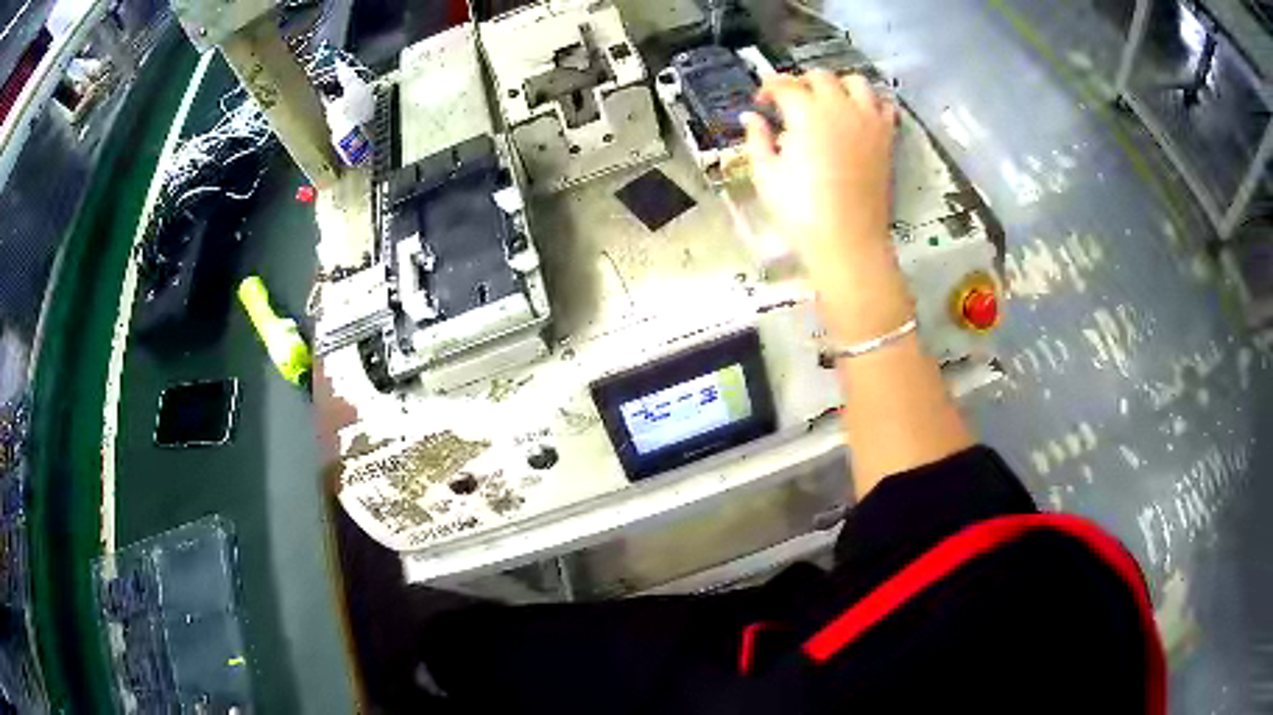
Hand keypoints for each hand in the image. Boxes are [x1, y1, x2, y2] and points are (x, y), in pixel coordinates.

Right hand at [743, 71, 913, 343]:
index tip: (761, 101)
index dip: (768, 88)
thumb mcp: (766, 175)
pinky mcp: (886, 138)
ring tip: (827, 102)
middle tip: (790, 102)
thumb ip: (757, 139)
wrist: (848, 242)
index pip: (785, 85)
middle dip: (801, 82)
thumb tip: (752, 118)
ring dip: (838, 84)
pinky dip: (871, 102)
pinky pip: (884, 105)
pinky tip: (859, 115)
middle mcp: (840, 108)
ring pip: (856, 82)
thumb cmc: (801, 212)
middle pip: (820, 77)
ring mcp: (868, 121)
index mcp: (807, 114)